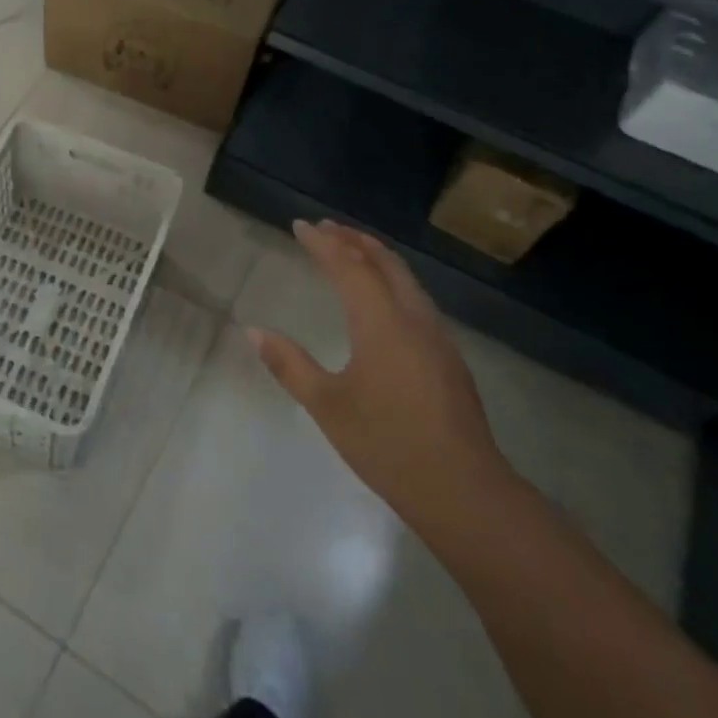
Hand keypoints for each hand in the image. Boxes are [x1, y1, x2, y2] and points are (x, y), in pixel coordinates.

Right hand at [246, 220, 509, 528]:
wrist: (464, 492)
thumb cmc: (387, 444)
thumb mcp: (327, 405)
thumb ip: (289, 364)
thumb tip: (253, 332)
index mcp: (382, 323)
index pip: (349, 266)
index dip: (323, 243)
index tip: (300, 225)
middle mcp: (414, 318)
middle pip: (384, 262)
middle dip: (354, 240)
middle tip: (326, 228)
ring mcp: (437, 337)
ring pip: (406, 279)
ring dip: (376, 258)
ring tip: (351, 252)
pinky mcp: (448, 358)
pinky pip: (416, 298)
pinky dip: (392, 280)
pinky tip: (382, 299)